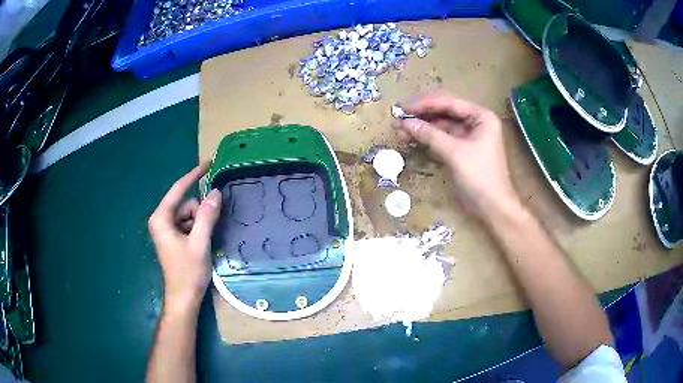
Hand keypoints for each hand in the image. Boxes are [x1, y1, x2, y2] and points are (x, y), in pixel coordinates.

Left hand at [148, 163, 221, 310]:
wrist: (184, 299)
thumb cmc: (188, 272)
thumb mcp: (199, 243)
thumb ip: (207, 216)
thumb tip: (216, 192)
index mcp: (161, 218)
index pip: (179, 189)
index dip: (194, 175)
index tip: (209, 163)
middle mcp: (162, 220)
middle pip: (186, 204)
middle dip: (200, 213)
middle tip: (208, 232)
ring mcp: (168, 230)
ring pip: (190, 215)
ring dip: (201, 224)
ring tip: (204, 243)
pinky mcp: (174, 238)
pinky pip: (189, 224)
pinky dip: (198, 230)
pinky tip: (201, 245)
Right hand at [393, 91, 519, 219]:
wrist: (492, 207)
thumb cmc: (480, 176)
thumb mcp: (455, 152)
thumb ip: (430, 135)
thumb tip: (405, 123)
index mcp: (481, 116)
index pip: (449, 102)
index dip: (425, 103)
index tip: (403, 107)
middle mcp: (476, 121)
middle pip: (444, 111)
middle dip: (422, 113)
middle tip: (399, 115)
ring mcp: (469, 136)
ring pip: (441, 125)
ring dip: (422, 126)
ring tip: (400, 128)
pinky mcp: (462, 149)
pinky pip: (442, 138)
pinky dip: (428, 138)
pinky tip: (412, 137)